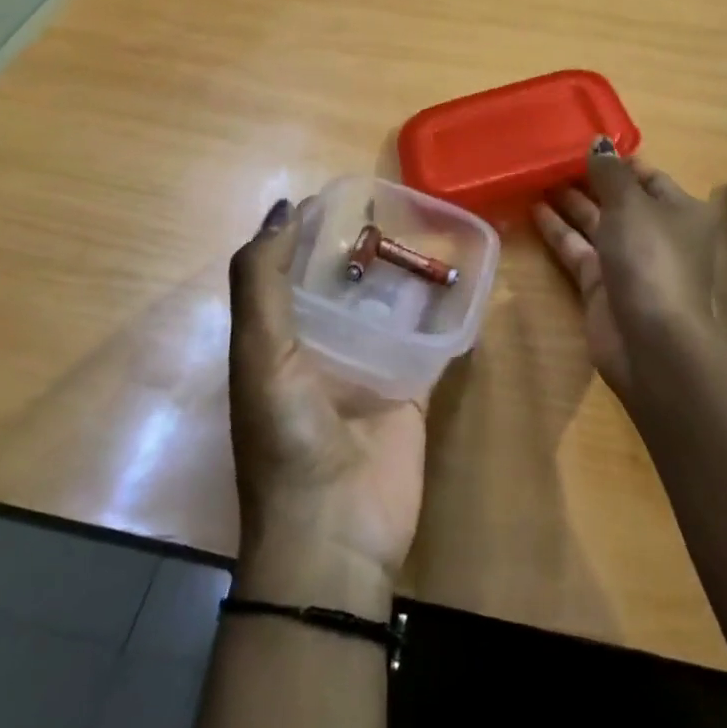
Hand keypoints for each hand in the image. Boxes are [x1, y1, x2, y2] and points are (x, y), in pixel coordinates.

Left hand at [227, 199, 427, 617]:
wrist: (336, 534)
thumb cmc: (288, 438)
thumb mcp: (259, 354)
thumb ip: (261, 282)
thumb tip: (284, 208)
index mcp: (279, 338)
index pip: (292, 270)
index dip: (310, 231)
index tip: (344, 193)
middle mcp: (322, 347)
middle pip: (346, 283)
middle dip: (367, 246)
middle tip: (401, 204)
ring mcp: (370, 368)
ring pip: (390, 305)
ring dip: (407, 273)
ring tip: (437, 228)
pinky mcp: (411, 388)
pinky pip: (430, 339)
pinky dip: (445, 312)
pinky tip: (467, 278)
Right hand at [533, 140, 717, 398]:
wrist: (651, 342)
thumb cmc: (650, 259)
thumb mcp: (631, 204)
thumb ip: (609, 172)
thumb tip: (598, 143)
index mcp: (679, 210)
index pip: (646, 175)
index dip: (616, 160)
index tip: (581, 142)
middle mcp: (657, 233)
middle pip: (619, 198)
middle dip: (588, 179)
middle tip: (550, 157)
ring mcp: (629, 261)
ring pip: (595, 223)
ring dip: (569, 202)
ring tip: (535, 176)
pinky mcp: (602, 285)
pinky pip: (578, 249)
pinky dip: (558, 230)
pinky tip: (533, 208)